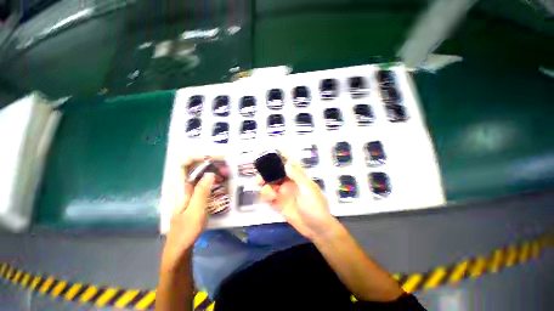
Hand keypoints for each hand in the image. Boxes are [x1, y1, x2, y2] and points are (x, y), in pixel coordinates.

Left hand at [161, 157, 214, 270]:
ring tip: (225, 172)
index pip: (183, 164)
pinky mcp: (193, 196)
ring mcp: (187, 191)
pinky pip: (202, 181)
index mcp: (179, 188)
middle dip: (208, 162)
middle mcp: (181, 186)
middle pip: (192, 167)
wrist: (180, 246)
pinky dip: (211, 178)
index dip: (196, 157)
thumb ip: (202, 191)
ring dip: (211, 169)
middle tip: (224, 164)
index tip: (213, 157)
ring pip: (198, 174)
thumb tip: (210, 173)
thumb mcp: (196, 210)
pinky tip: (220, 181)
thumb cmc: (187, 230)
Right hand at [257, 159, 336, 239]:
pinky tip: (270, 198)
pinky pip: (268, 197)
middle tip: (259, 179)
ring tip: (267, 192)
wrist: (316, 228)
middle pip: (274, 174)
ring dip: (264, 186)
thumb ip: (297, 175)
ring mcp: (282, 193)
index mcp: (297, 177)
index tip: (268, 155)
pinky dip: (266, 196)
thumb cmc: (315, 206)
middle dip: (265, 174)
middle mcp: (288, 183)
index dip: (278, 159)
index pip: (286, 164)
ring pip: (269, 184)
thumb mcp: (308, 189)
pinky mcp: (278, 204)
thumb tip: (287, 162)